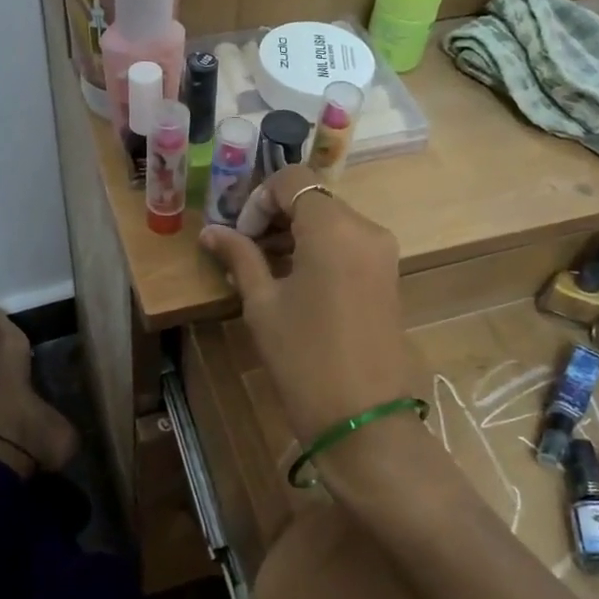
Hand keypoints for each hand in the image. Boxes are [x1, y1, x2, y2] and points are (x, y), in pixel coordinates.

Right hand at [199, 167, 412, 445]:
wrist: (363, 418)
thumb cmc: (303, 358)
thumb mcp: (263, 304)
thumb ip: (240, 257)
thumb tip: (211, 232)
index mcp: (334, 228)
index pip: (294, 180)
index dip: (259, 198)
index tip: (240, 235)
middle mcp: (366, 229)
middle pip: (314, 199)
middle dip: (276, 216)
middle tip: (245, 251)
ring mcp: (383, 252)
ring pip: (332, 221)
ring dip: (296, 233)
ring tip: (263, 268)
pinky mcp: (388, 274)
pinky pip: (348, 243)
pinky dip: (319, 249)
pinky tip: (294, 280)